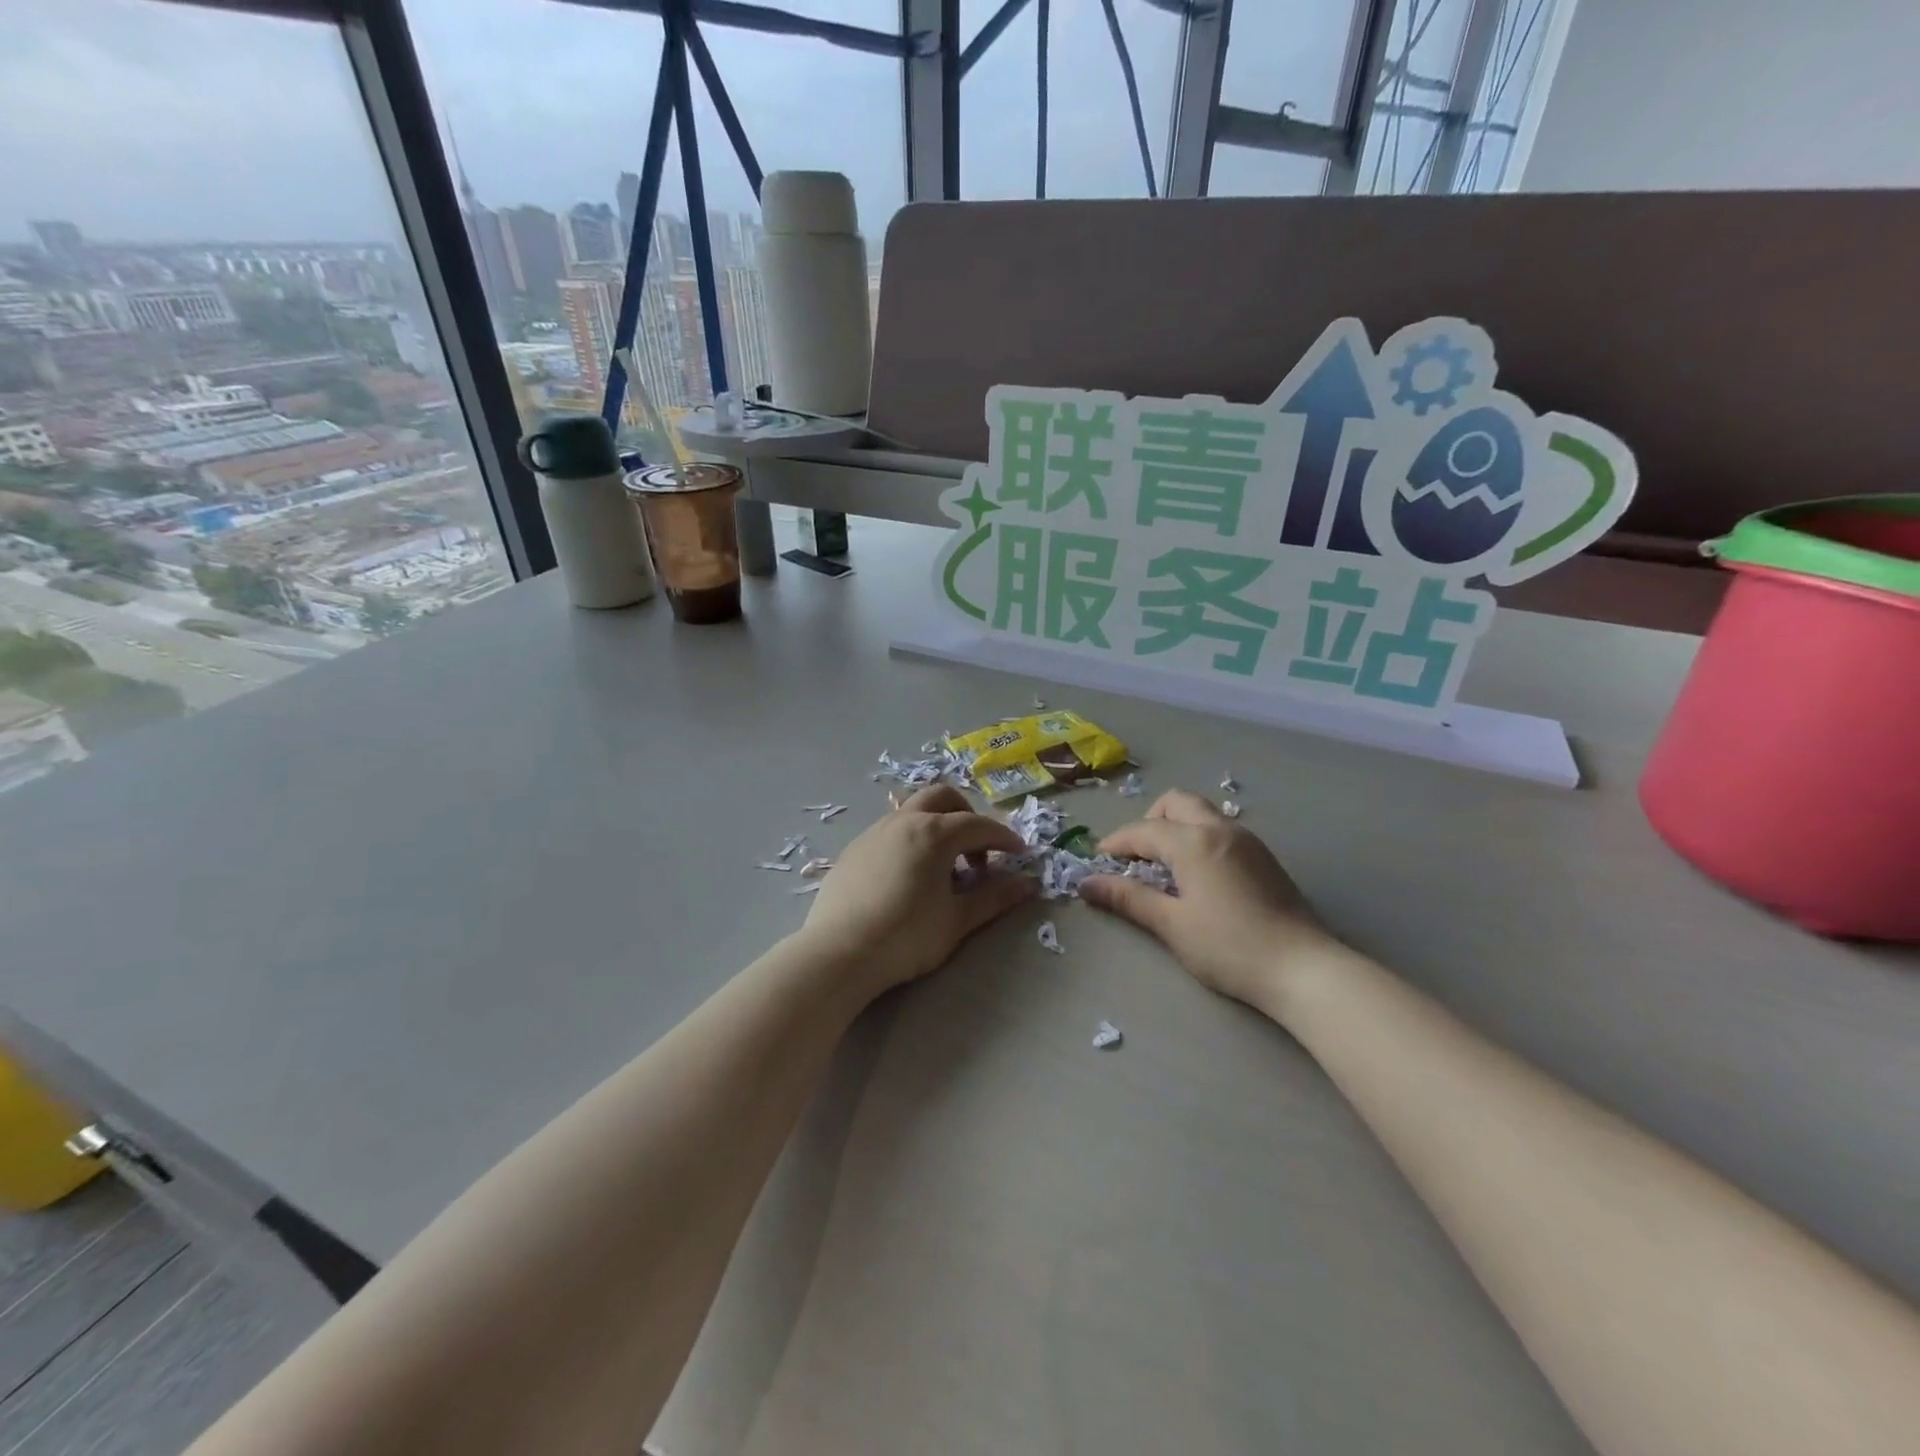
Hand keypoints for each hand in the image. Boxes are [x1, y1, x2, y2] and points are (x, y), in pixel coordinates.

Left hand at [801, 785, 1036, 995]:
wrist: (839, 953)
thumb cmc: (906, 936)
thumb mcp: (957, 920)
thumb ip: (993, 898)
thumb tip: (1027, 883)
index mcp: (934, 832)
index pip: (979, 825)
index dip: (1004, 838)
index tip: (1019, 854)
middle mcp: (904, 821)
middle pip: (943, 798)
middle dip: (967, 816)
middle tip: (979, 851)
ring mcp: (874, 832)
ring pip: (913, 811)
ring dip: (937, 826)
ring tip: (943, 866)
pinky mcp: (854, 849)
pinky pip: (890, 830)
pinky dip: (911, 839)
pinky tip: (909, 875)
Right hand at [1080, 790, 1346, 1014]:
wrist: (1303, 969)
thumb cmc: (1229, 948)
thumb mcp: (1172, 925)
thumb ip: (1128, 898)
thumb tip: (1087, 883)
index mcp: (1194, 842)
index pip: (1143, 830)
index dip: (1116, 844)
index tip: (1098, 862)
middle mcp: (1220, 828)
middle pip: (1175, 803)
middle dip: (1149, 821)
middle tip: (1136, 856)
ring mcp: (1247, 839)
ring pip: (1201, 812)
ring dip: (1175, 827)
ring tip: (1164, 867)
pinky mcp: (1263, 856)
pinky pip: (1220, 829)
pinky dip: (1198, 837)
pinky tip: (1197, 875)